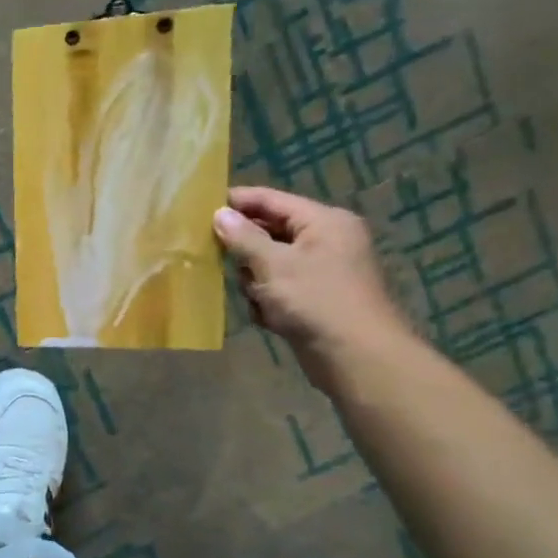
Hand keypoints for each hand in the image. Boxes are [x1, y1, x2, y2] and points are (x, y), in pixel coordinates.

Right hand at [213, 186, 411, 385]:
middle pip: (270, 232)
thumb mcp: (273, 265)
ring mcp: (322, 271)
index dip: (237, 201)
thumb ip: (243, 238)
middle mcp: (326, 241)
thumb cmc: (315, 301)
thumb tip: (219, 214)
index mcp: (323, 222)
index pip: (272, 200)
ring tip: (253, 296)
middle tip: (209, 252)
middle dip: (244, 248)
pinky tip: (267, 316)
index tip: (200, 206)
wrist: (356, 356)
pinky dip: (267, 300)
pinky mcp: (315, 299)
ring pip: (270, 263)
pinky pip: (278, 288)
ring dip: (255, 280)